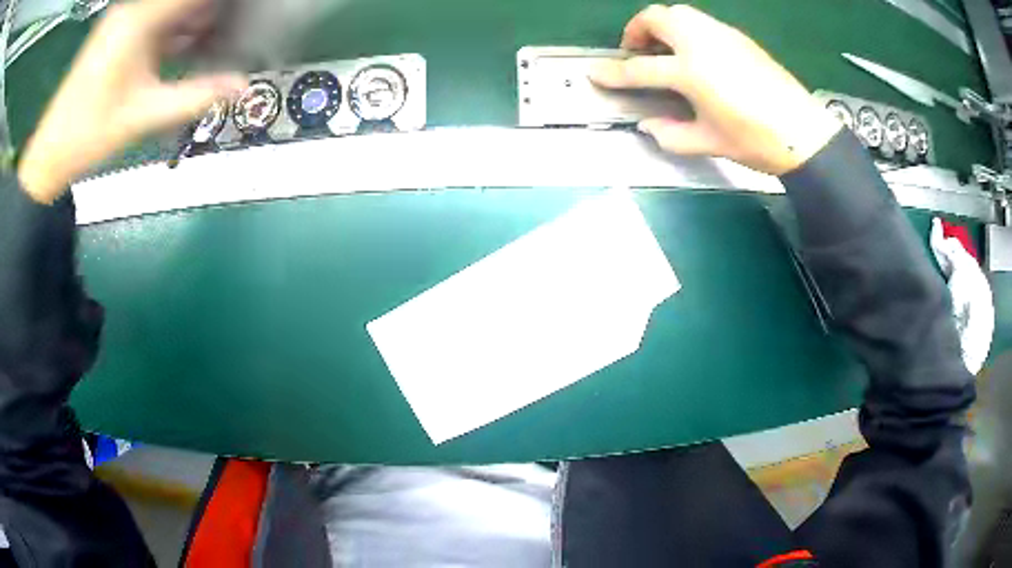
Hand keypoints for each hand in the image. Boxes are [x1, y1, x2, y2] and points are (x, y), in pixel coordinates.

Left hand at [17, 0, 246, 202]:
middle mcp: (132, 10)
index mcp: (138, 21)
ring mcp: (123, 21)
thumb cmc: (89, 134)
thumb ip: (195, 95)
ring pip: (169, 9)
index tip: (244, 11)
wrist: (49, 154)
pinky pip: (154, 21)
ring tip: (219, 38)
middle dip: (211, 12)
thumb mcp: (144, 115)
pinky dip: (174, 30)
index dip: (222, 3)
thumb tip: (242, 86)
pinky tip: (189, 45)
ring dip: (194, 21)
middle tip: (237, 27)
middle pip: (182, 1)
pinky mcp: (116, 33)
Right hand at [590, 4, 841, 175]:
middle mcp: (702, 43)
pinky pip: (702, 22)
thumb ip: (672, 134)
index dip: (614, 72)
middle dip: (636, 30)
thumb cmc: (756, 141)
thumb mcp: (709, 143)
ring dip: (662, 26)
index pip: (641, 68)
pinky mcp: (738, 37)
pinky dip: (686, 31)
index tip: (596, 73)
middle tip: (636, 52)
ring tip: (664, 50)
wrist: (804, 133)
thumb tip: (649, 126)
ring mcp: (722, 35)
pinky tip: (695, 55)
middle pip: (656, 18)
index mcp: (691, 71)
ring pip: (680, 13)